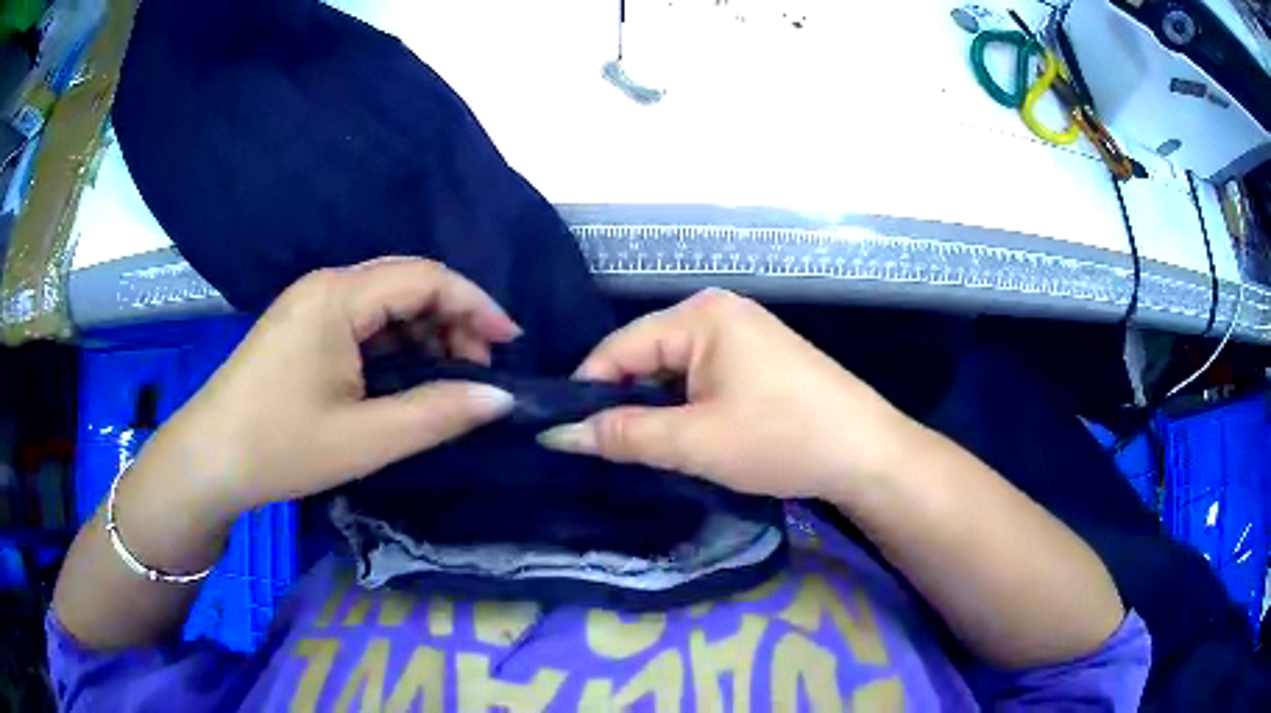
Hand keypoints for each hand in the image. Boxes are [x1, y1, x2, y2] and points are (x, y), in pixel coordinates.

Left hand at [141, 257, 518, 522]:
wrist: (209, 461)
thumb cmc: (281, 447)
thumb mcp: (366, 439)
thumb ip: (439, 414)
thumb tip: (503, 400)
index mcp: (339, 296)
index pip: (426, 277)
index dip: (476, 305)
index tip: (512, 344)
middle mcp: (327, 285)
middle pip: (407, 283)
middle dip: (453, 321)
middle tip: (482, 371)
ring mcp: (311, 304)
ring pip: (386, 303)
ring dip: (425, 335)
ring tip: (450, 380)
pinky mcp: (302, 327)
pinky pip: (362, 322)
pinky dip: (395, 345)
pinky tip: (407, 378)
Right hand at [538, 289, 920, 499]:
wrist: (866, 453)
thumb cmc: (781, 438)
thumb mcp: (695, 441)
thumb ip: (622, 434)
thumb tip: (556, 434)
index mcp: (701, 315)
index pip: (619, 347)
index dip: (588, 391)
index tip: (565, 436)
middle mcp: (719, 312)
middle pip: (645, 355)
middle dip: (624, 402)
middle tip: (602, 452)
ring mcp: (743, 334)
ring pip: (673, 371)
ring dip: (655, 409)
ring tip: (639, 450)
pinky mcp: (758, 359)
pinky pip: (702, 378)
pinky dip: (685, 407)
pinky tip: (683, 437)